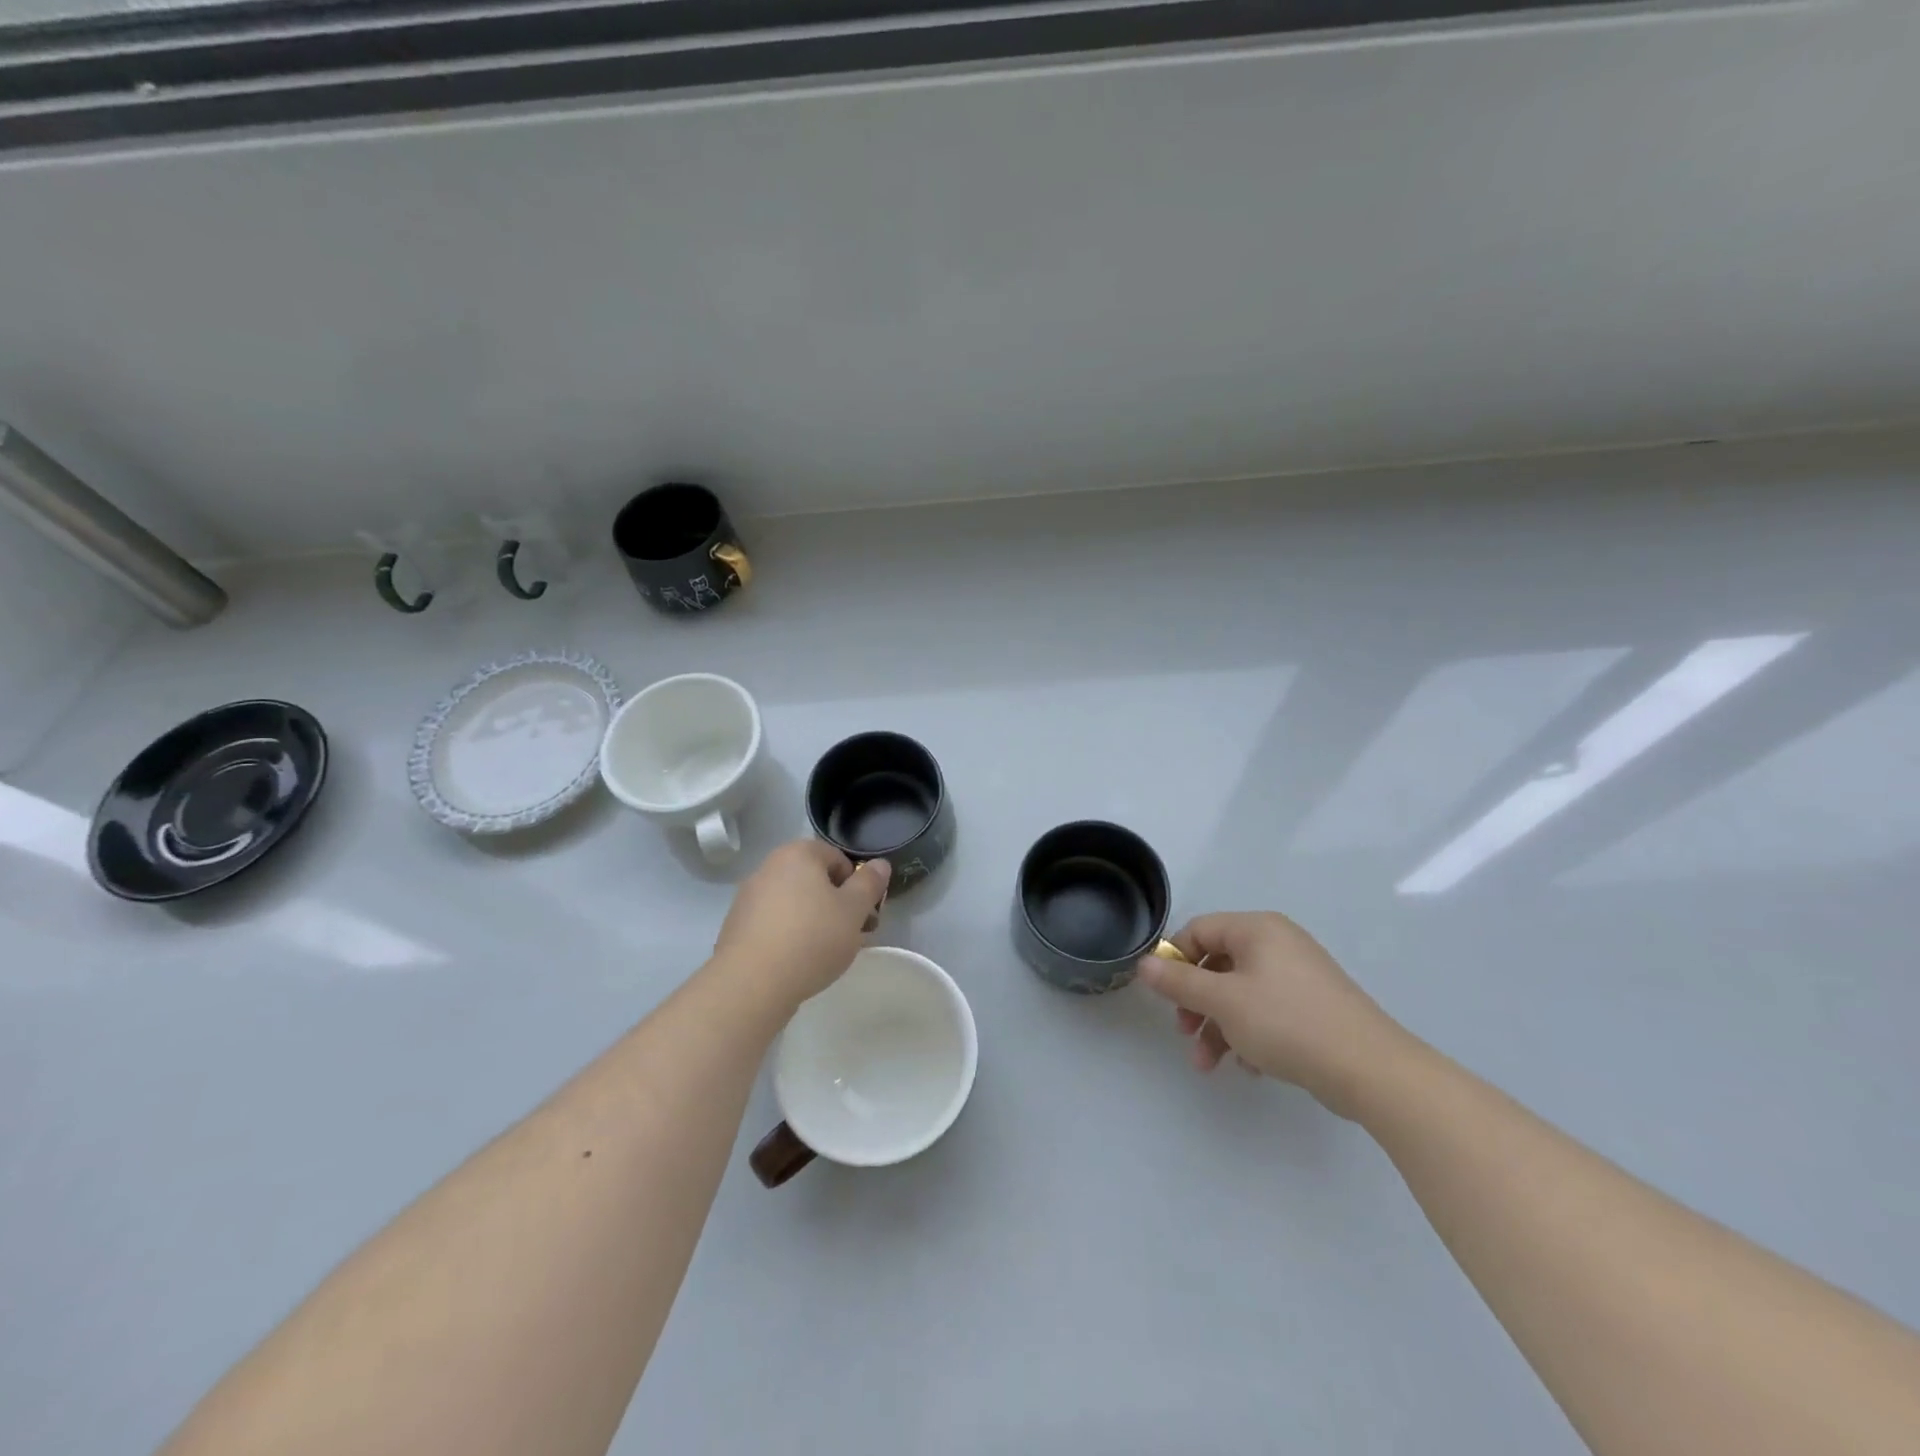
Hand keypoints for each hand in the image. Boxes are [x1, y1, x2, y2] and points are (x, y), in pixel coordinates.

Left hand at [712, 840, 889, 1007]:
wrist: (752, 984)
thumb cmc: (812, 939)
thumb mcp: (854, 910)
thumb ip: (870, 883)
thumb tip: (879, 864)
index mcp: (798, 854)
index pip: (838, 858)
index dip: (857, 886)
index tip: (864, 916)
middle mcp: (769, 867)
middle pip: (814, 880)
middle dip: (835, 904)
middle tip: (850, 935)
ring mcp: (748, 897)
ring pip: (794, 902)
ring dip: (813, 920)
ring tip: (824, 953)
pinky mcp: (735, 926)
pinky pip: (773, 923)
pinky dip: (788, 935)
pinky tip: (796, 961)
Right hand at [1136, 911, 1412, 1118]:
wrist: (1370, 1070)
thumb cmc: (1287, 1023)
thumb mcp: (1223, 1001)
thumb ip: (1179, 982)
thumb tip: (1143, 964)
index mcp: (1257, 929)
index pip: (1198, 930)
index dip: (1175, 960)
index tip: (1165, 996)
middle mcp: (1277, 943)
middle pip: (1217, 964)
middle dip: (1196, 1003)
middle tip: (1185, 1034)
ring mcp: (1298, 975)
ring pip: (1239, 993)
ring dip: (1217, 1027)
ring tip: (1209, 1065)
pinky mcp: (1313, 1007)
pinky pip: (1266, 1011)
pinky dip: (1249, 1034)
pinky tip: (1250, 1066)